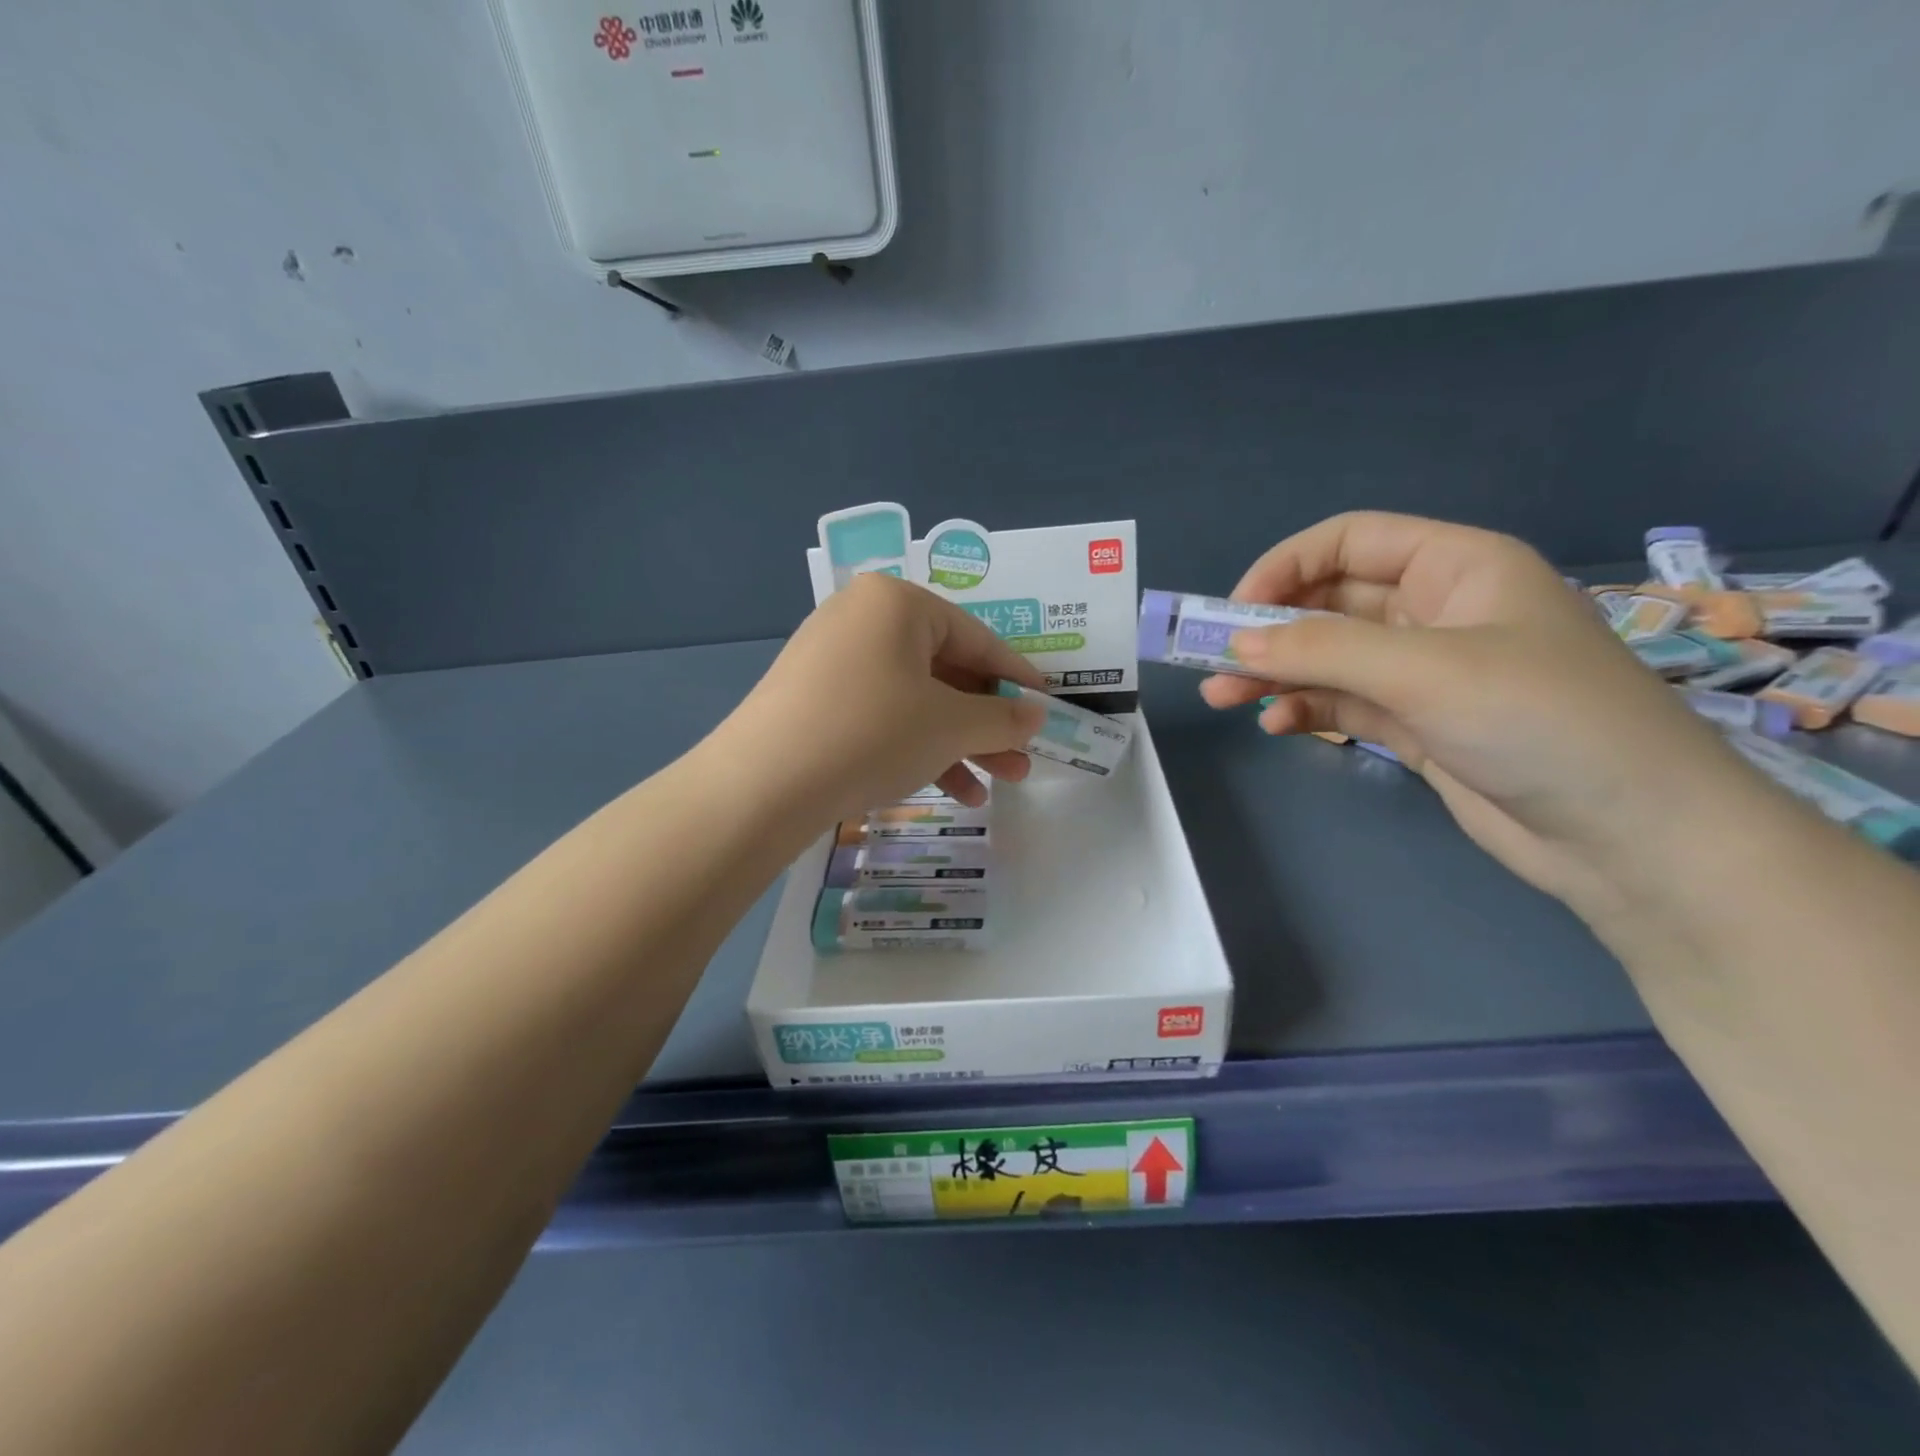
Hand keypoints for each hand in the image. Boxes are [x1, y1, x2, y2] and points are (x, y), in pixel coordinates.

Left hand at [711, 573, 1048, 823]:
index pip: (977, 639)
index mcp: (897, 604)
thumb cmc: (871, 733)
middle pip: (945, 672)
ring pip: (914, 700)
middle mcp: (862, 619)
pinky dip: (915, 748)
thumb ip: (1002, 718)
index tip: (1046, 711)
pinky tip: (947, 791)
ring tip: (990, 789)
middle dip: (986, 724)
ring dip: (956, 745)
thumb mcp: (950, 726)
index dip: (1017, 679)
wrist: (761, 784)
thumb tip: (1034, 715)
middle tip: (1020, 764)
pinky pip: (881, 716)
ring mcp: (832, 660)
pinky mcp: (813, 700)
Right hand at [1200, 512, 1768, 921]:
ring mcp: (1429, 672)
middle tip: (1213, 663)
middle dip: (1271, 630)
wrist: (1632, 837)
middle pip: (1333, 602)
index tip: (1233, 611)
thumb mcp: (1426, 671)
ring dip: (1278, 674)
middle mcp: (1439, 611)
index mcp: (1458, 567)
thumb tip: (1235, 644)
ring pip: (1332, 657)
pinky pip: (1346, 702)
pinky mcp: (1421, 724)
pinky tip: (1277, 727)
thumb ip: (1324, 650)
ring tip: (1224, 700)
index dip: (1286, 567)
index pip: (1351, 542)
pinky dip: (1308, 709)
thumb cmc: (1541, 721)